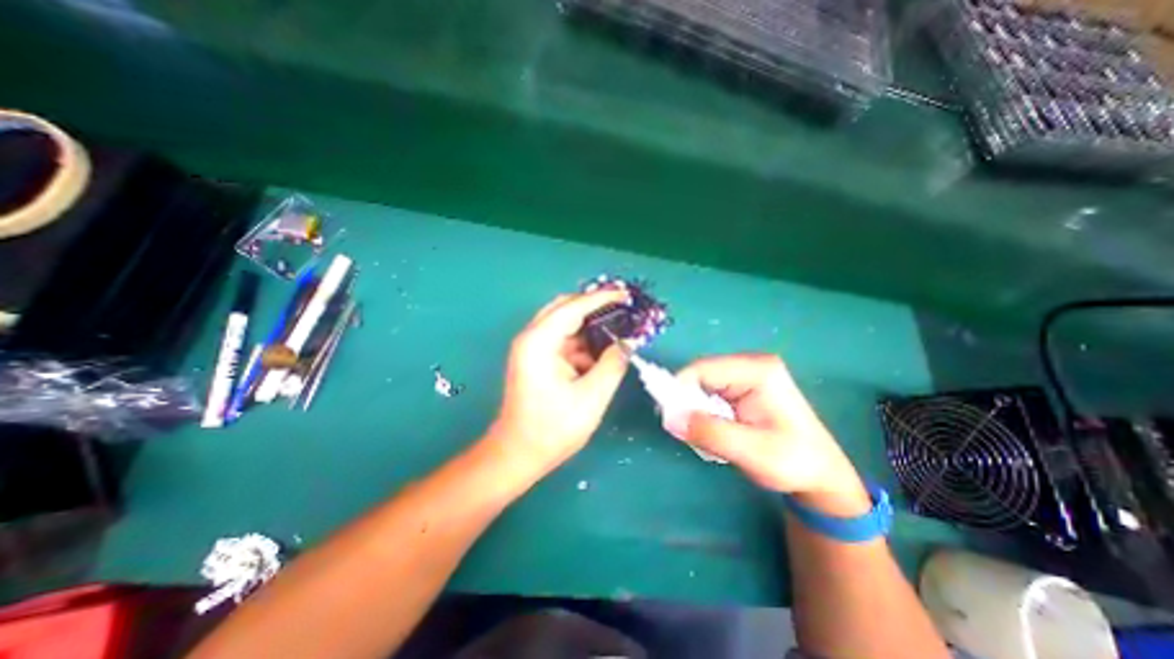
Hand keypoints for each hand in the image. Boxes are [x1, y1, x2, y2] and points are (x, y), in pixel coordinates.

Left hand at [489, 291, 627, 471]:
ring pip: (565, 324)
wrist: (518, 454)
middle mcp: (532, 338)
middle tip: (623, 309)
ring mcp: (533, 348)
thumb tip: (628, 343)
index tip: (626, 295)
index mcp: (539, 341)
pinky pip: (564, 341)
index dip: (602, 298)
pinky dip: (583, 343)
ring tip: (618, 328)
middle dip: (594, 306)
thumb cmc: (552, 429)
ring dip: (590, 326)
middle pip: (565, 308)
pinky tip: (602, 351)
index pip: (573, 307)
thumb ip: (613, 364)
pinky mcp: (537, 360)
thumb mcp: (591, 397)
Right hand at [674, 352, 864, 517]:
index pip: (702, 369)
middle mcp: (750, 364)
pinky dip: (704, 412)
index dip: (679, 390)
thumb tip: (669, 418)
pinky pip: (709, 393)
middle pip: (700, 375)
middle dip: (688, 403)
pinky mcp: (742, 386)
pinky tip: (716, 430)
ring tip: (707, 436)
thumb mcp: (752, 451)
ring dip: (696, 410)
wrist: (821, 474)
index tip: (670, 418)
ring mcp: (746, 374)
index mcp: (757, 371)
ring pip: (702, 385)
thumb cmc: (794, 462)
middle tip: (689, 432)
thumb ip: (710, 432)